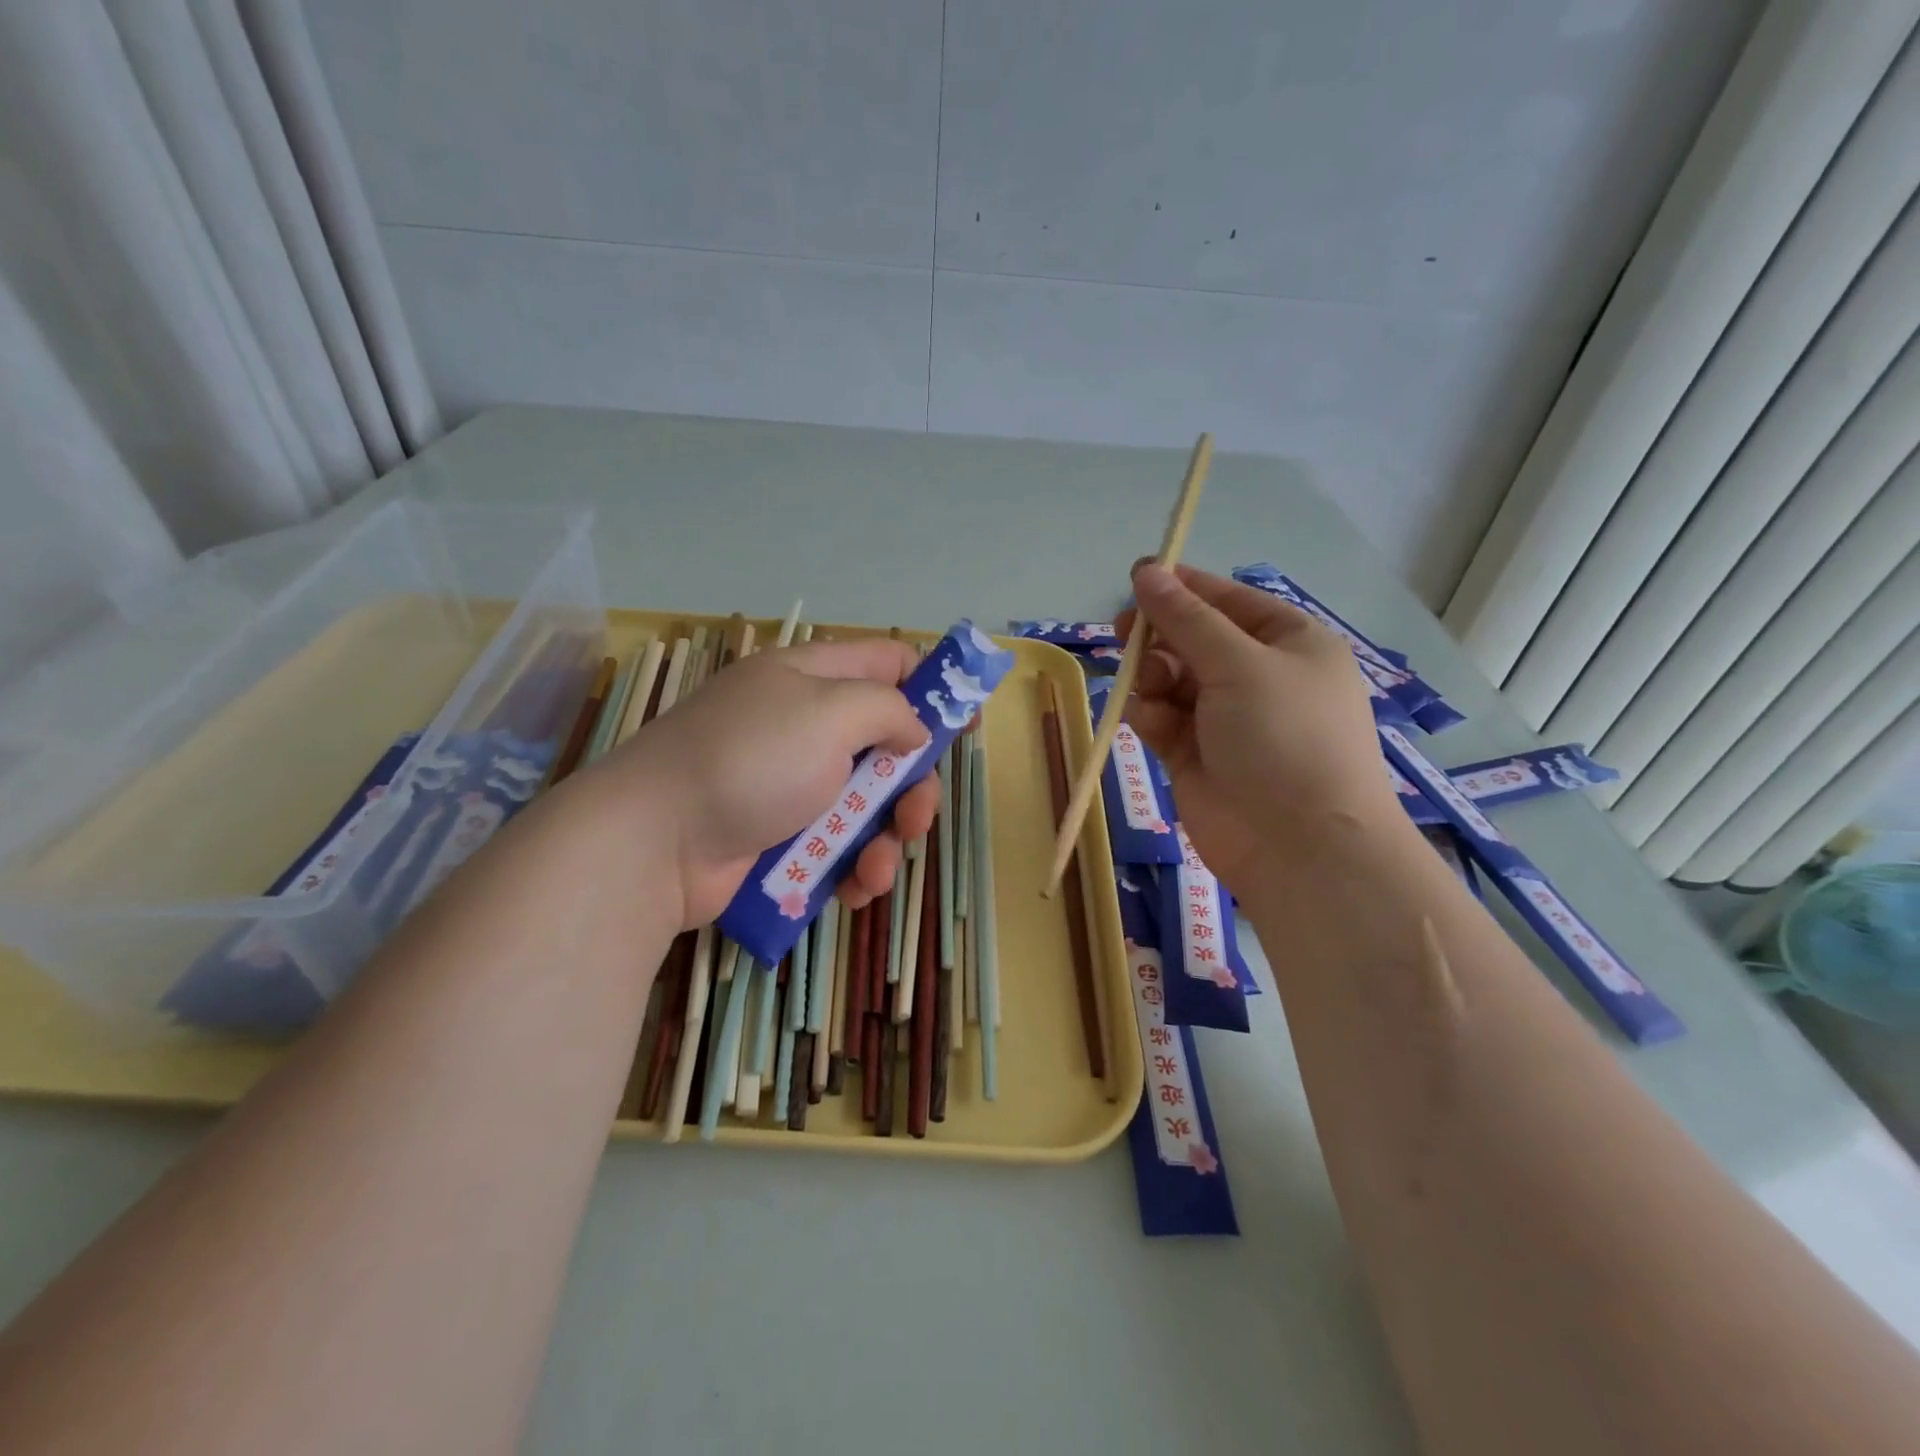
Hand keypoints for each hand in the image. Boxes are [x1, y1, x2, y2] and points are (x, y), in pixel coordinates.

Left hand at [575, 638, 939, 927]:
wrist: (654, 843)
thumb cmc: (750, 762)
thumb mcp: (828, 713)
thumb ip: (886, 709)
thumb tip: (911, 730)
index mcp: (811, 677)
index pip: (886, 662)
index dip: (931, 687)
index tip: (966, 723)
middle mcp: (803, 725)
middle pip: (885, 744)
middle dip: (910, 785)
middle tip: (915, 816)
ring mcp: (789, 784)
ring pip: (865, 805)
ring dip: (883, 839)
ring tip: (875, 869)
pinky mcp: (779, 836)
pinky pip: (835, 845)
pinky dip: (851, 867)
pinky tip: (852, 889)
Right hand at [1117, 564, 1407, 888]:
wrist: (1299, 845)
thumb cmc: (1284, 736)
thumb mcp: (1239, 664)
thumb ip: (1186, 619)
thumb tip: (1146, 571)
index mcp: (1288, 644)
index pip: (1228, 601)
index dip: (1183, 587)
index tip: (1136, 576)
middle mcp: (1258, 676)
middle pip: (1193, 639)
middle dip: (1159, 635)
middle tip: (1125, 633)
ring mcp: (1225, 718)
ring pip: (1171, 679)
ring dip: (1153, 677)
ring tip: (1147, 687)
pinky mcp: (1194, 754)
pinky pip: (1161, 718)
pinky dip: (1149, 714)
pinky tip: (1145, 718)